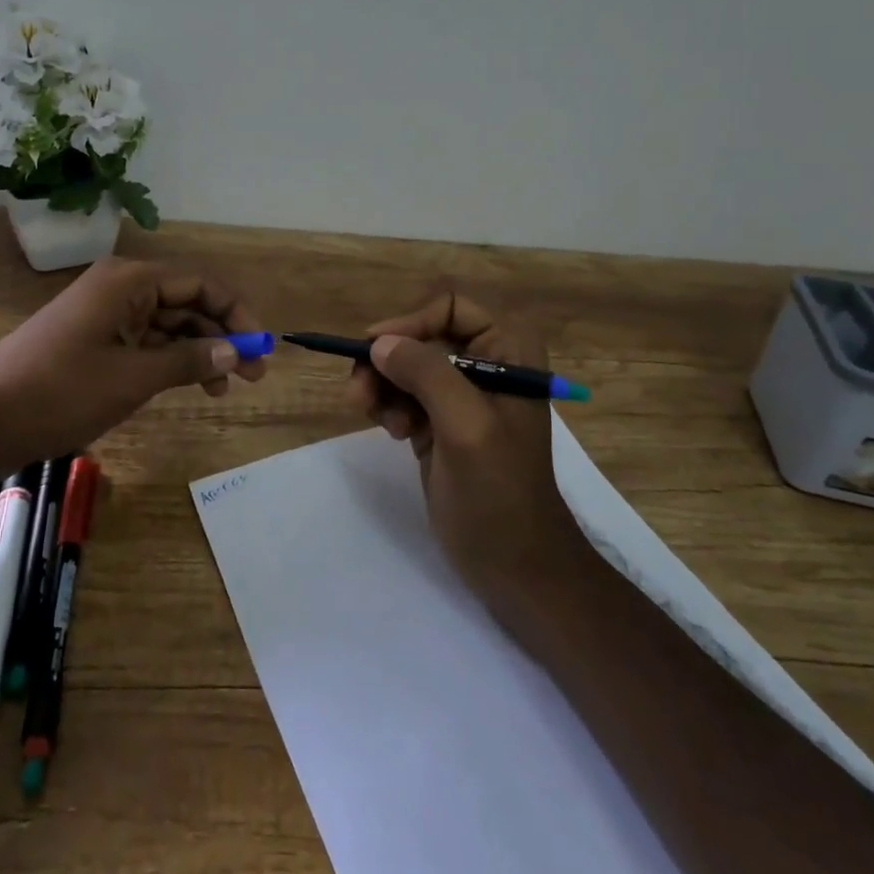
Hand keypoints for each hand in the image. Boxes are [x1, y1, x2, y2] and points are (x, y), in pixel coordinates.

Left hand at [0, 256, 267, 464]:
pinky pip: (143, 342)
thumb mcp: (134, 377)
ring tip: (221, 390)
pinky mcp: (92, 340)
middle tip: (251, 376)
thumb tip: (235, 351)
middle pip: (186, 303)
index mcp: (130, 281)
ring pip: (167, 325)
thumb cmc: (61, 390)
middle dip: (220, 336)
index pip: (200, 284)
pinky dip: (169, 361)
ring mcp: (104, 315)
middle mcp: (120, 288)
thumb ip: (188, 360)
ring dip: (197, 352)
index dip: (236, 313)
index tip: (261, 347)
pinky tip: (186, 385)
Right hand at [347, 293, 587, 606]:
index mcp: (510, 351)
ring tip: (374, 416)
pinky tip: (392, 430)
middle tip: (358, 392)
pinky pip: (403, 394)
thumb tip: (379, 342)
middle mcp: (487, 363)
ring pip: (406, 365)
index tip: (375, 350)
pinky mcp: (440, 423)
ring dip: (382, 384)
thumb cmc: (501, 493)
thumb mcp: (467, 427)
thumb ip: (427, 374)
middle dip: (388, 359)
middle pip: (422, 335)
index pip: (451, 307)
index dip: (410, 321)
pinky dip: (388, 405)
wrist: (515, 566)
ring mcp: (461, 396)